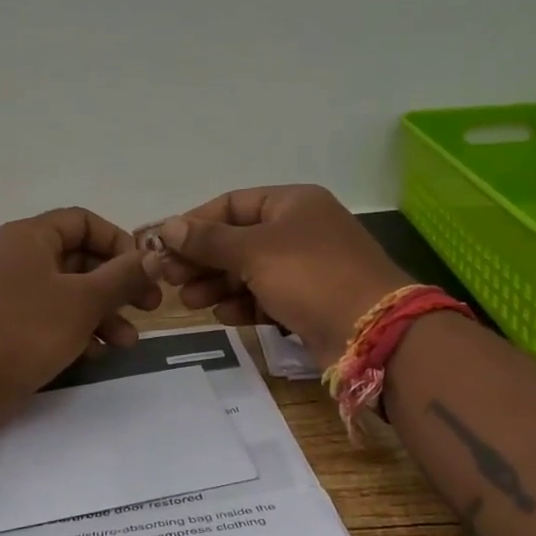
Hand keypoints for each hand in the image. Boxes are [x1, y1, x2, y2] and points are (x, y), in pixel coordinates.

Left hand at [0, 207, 162, 431]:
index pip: (83, 221)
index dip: (118, 241)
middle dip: (117, 285)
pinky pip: (48, 316)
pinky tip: (96, 354)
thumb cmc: (24, 331)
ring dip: (102, 314)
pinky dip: (75, 330)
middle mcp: (16, 257)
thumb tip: (155, 256)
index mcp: (29, 237)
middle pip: (78, 259)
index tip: (142, 269)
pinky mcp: (2, 325)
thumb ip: (122, 276)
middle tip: (148, 308)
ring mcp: (6, 292)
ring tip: (128, 343)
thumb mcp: (83, 301)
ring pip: (66, 292)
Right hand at [141, 186, 409, 368]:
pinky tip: (222, 316)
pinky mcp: (309, 302)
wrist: (373, 333)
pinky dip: (243, 304)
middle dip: (202, 259)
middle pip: (238, 239)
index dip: (194, 223)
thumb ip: (209, 240)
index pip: (231, 204)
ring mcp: (307, 267)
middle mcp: (300, 230)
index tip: (162, 245)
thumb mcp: (255, 251)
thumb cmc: (311, 276)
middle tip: (169, 279)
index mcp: (293, 203)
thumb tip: (168, 226)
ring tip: (190, 302)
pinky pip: (266, 297)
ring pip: (250, 271)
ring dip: (217, 284)